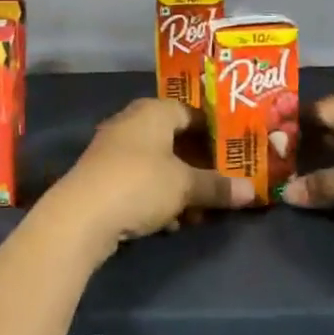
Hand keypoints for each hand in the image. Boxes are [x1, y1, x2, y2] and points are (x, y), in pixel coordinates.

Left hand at [48, 99, 253, 253]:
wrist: (81, 215)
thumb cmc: (140, 183)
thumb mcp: (185, 186)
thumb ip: (217, 186)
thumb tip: (252, 191)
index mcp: (153, 111)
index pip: (190, 112)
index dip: (213, 133)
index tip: (234, 154)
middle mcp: (132, 122)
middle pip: (174, 140)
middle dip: (197, 166)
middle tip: (220, 186)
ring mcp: (113, 149)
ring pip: (157, 164)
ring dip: (178, 187)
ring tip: (198, 213)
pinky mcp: (103, 177)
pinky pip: (139, 182)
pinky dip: (156, 198)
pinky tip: (169, 223)